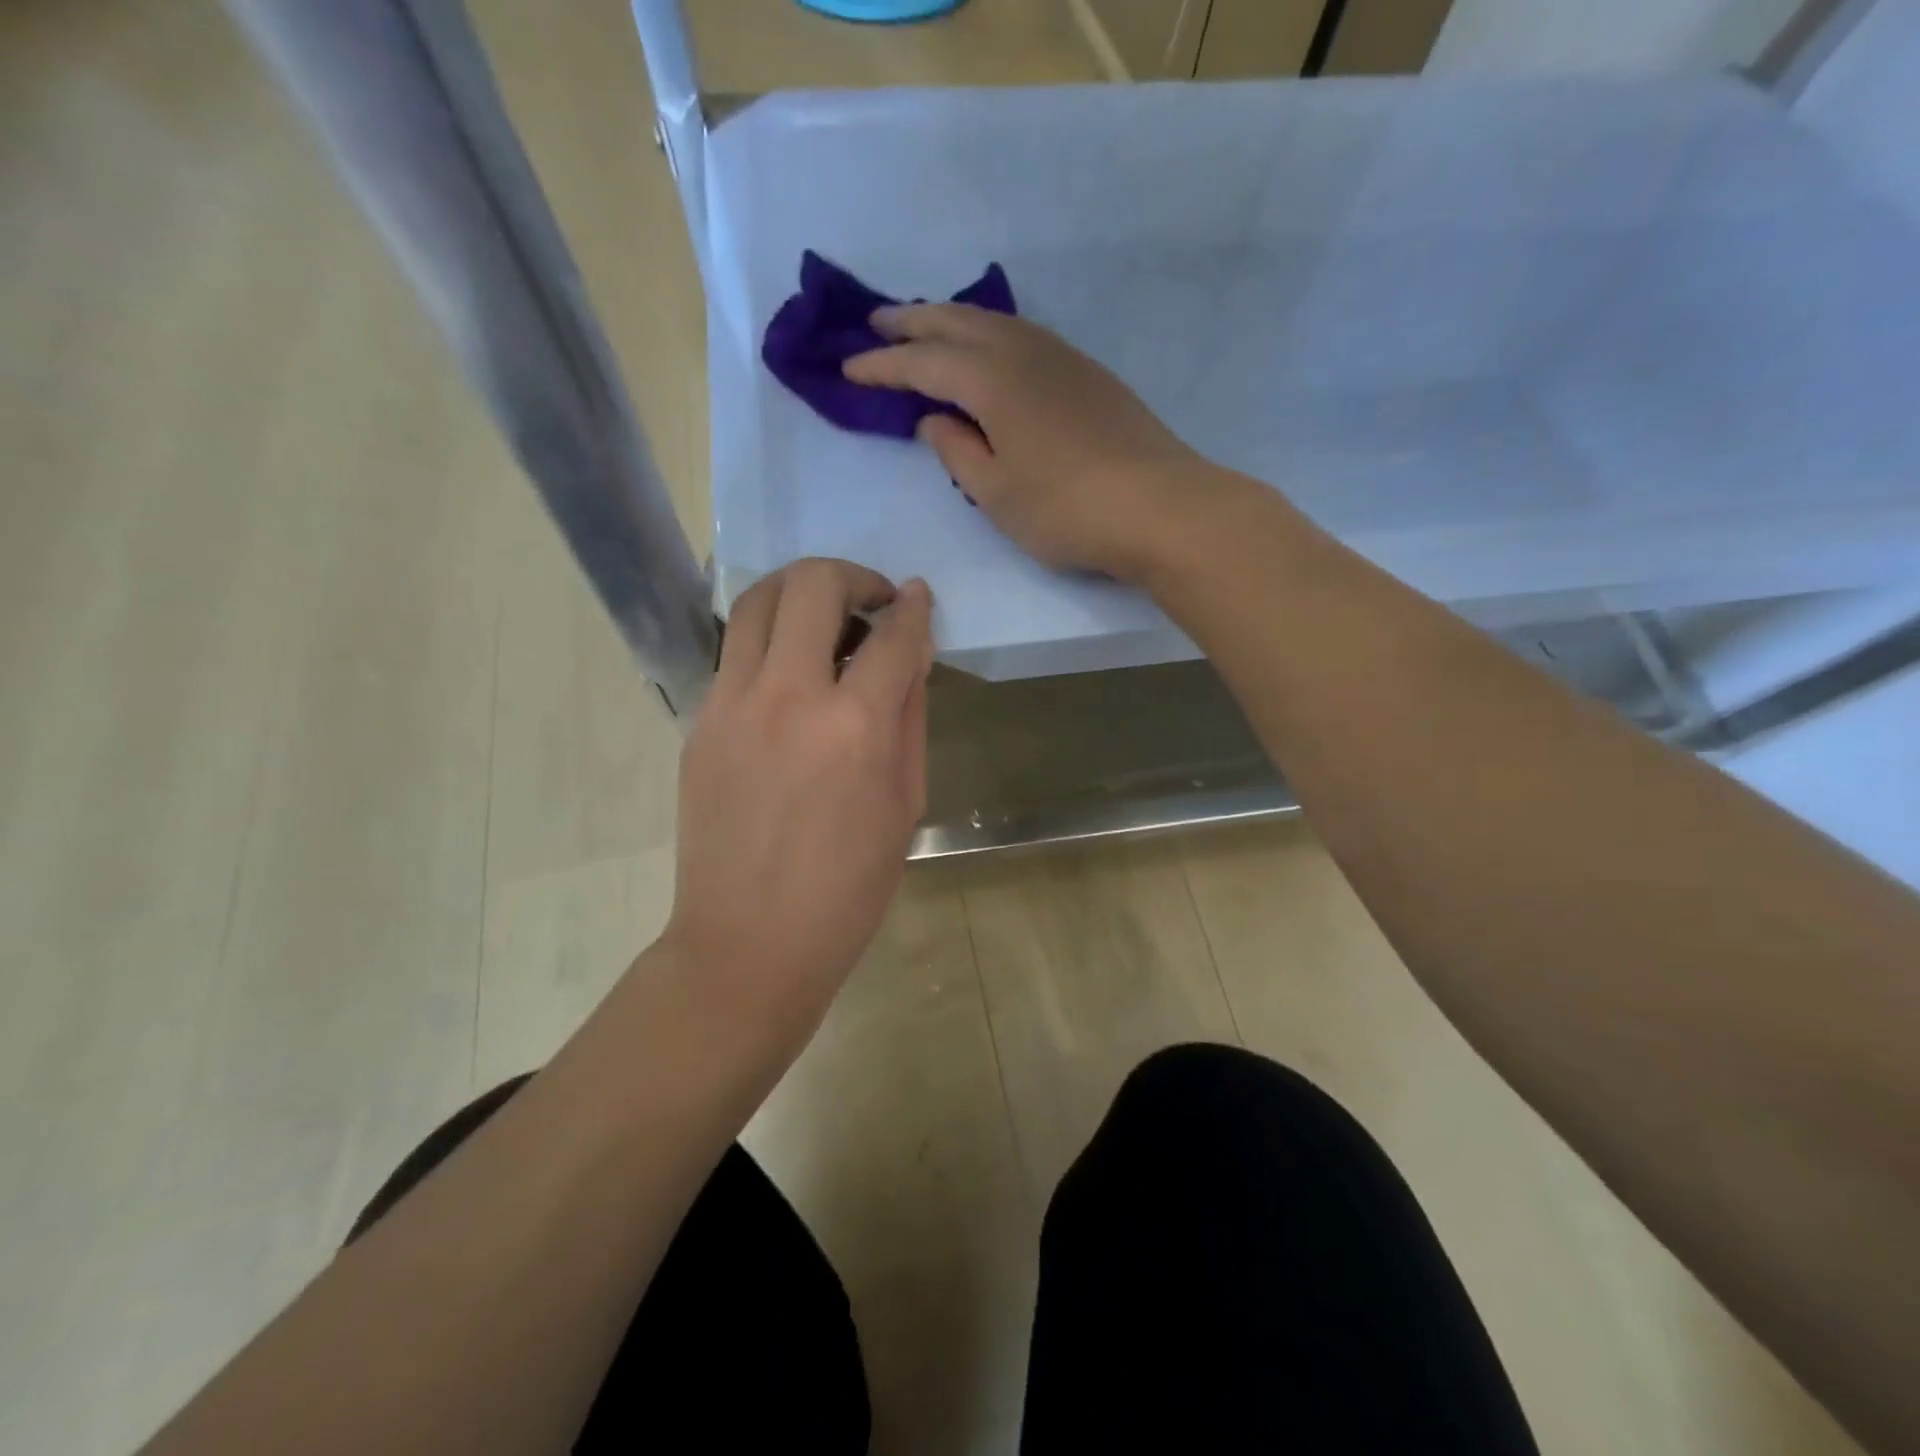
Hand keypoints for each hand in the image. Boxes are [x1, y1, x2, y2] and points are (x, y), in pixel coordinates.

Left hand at [663, 559, 932, 1031]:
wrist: (749, 943)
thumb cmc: (848, 888)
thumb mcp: (905, 804)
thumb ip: (908, 716)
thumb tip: (908, 654)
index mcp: (855, 727)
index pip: (892, 636)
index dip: (914, 609)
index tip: (918, 598)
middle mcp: (788, 696)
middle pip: (812, 586)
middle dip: (852, 576)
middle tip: (872, 600)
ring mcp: (732, 705)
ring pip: (759, 600)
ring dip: (800, 590)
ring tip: (825, 616)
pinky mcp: (699, 722)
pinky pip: (737, 652)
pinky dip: (770, 639)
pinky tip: (790, 673)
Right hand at [845, 304, 1213, 581]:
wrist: (1161, 506)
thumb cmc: (1066, 509)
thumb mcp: (996, 493)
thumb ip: (957, 452)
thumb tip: (934, 420)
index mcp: (991, 380)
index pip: (922, 364)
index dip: (882, 366)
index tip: (847, 369)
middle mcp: (1024, 352)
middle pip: (957, 324)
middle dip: (912, 322)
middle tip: (876, 322)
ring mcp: (1062, 358)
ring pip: (995, 322)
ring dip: (953, 319)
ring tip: (926, 327)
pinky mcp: (1089, 374)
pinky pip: (1024, 336)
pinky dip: (991, 333)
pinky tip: (990, 349)